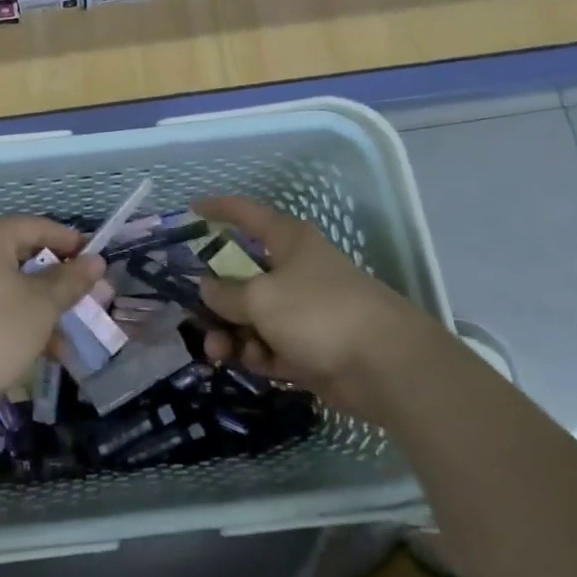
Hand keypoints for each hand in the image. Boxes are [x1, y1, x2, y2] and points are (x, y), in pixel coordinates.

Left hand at [0, 217, 105, 408]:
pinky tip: (34, 344)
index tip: (94, 258)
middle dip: (53, 279)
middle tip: (81, 295)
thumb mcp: (43, 305)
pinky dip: (10, 313)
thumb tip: (95, 261)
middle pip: (18, 254)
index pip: (36, 226)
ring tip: (63, 334)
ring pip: (3, 282)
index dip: (69, 241)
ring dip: (35, 303)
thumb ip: (70, 279)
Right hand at [193, 196, 442, 411]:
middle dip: (217, 299)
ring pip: (254, 315)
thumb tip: (207, 287)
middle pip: (244, 276)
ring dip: (233, 334)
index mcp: (288, 241)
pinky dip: (259, 353)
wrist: (385, 366)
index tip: (190, 210)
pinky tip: (254, 364)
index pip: (246, 214)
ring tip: (220, 354)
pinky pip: (272, 344)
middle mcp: (295, 269)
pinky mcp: (311, 346)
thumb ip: (226, 293)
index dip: (218, 209)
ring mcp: (304, 310)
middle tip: (197, 318)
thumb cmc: (318, 313)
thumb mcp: (260, 299)